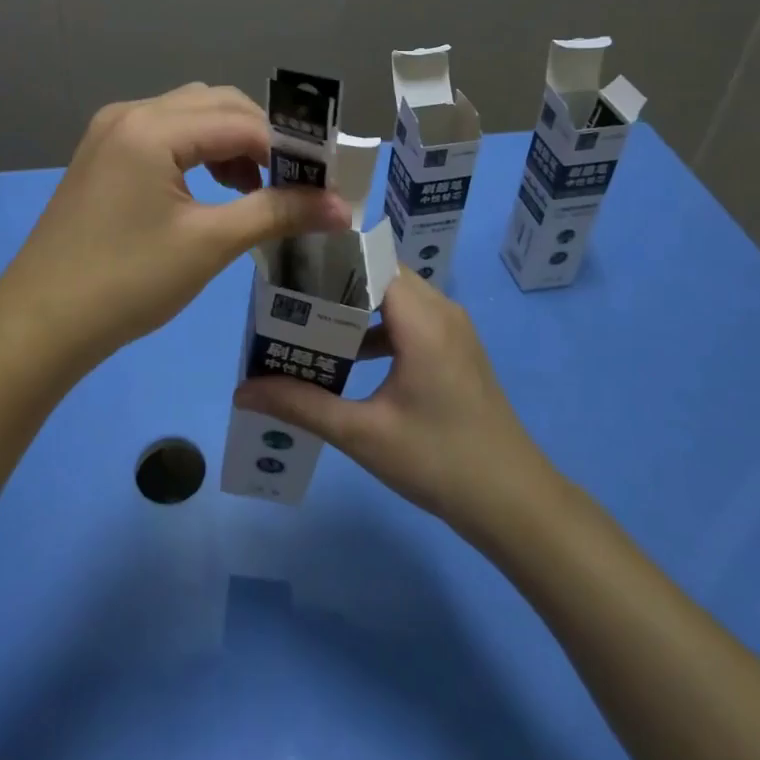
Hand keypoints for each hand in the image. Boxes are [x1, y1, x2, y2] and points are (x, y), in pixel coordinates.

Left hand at [0, 83, 351, 367]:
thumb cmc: (127, 283)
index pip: (241, 120)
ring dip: (230, 142)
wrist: (41, 323)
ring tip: (255, 188)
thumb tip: (342, 207)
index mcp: (152, 127)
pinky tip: (213, 187)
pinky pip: (165, 133)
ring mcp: (111, 131)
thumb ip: (277, 213)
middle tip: (294, 183)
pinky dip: (198, 151)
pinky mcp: (103, 153)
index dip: (289, 148)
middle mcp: (130, 113)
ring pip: (190, 115)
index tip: (324, 181)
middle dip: (261, 138)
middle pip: (216, 105)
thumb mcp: (209, 244)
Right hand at [234, 270, 556, 537]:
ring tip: (306, 320)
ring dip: (354, 304)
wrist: (517, 505)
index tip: (287, 262)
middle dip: (333, 280)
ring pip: (394, 296)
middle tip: (286, 295)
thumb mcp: (364, 435)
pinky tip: (346, 356)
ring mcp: (452, 329)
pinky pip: (408, 318)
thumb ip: (302, 405)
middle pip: (379, 273)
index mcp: (422, 318)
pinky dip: (375, 326)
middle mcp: (440, 310)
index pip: (369, 258)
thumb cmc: (440, 462)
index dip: (329, 254)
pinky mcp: (455, 350)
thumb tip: (242, 391)